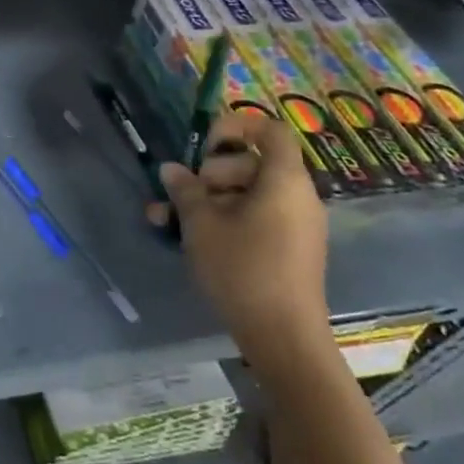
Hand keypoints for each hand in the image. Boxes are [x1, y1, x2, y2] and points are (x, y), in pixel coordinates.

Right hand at [160, 110, 332, 373]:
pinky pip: (255, 218)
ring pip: (246, 194)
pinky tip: (188, 238)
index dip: (236, 125)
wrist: (283, 338)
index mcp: (283, 180)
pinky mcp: (288, 249)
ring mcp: (294, 225)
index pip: (270, 130)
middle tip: (183, 194)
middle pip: (251, 162)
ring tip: (167, 219)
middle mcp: (296, 196)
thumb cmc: (243, 269)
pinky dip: (224, 220)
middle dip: (210, 172)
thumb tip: (172, 169)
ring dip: (207, 200)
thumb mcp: (201, 225)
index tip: (203, 144)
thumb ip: (185, 190)